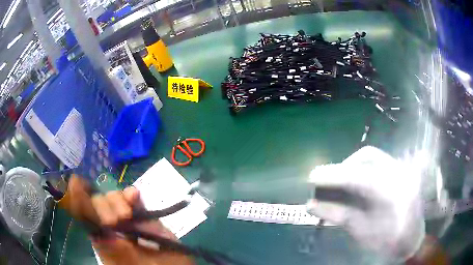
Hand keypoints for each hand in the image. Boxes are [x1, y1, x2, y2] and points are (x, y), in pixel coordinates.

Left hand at [67, 175, 194, 264]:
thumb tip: (100, 233)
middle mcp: (110, 226)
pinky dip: (131, 194)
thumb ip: (115, 251)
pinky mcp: (142, 215)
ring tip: (127, 216)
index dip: (79, 199)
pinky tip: (134, 195)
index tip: (76, 183)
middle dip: (102, 206)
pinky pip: (133, 199)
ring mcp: (126, 219)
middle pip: (96, 203)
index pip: (84, 215)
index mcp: (101, 239)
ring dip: (117, 200)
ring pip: (112, 197)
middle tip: (114, 222)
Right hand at [306, 146, 424, 261]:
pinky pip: (377, 162)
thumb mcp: (362, 232)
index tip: (312, 177)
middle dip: (343, 167)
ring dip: (351, 166)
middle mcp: (400, 173)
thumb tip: (310, 204)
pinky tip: (353, 182)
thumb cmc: (387, 242)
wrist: (411, 240)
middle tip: (327, 181)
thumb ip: (338, 216)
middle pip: (367, 156)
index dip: (335, 175)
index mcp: (394, 192)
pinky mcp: (401, 170)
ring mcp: (402, 169)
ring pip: (372, 156)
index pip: (361, 176)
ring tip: (337, 181)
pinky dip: (361, 169)